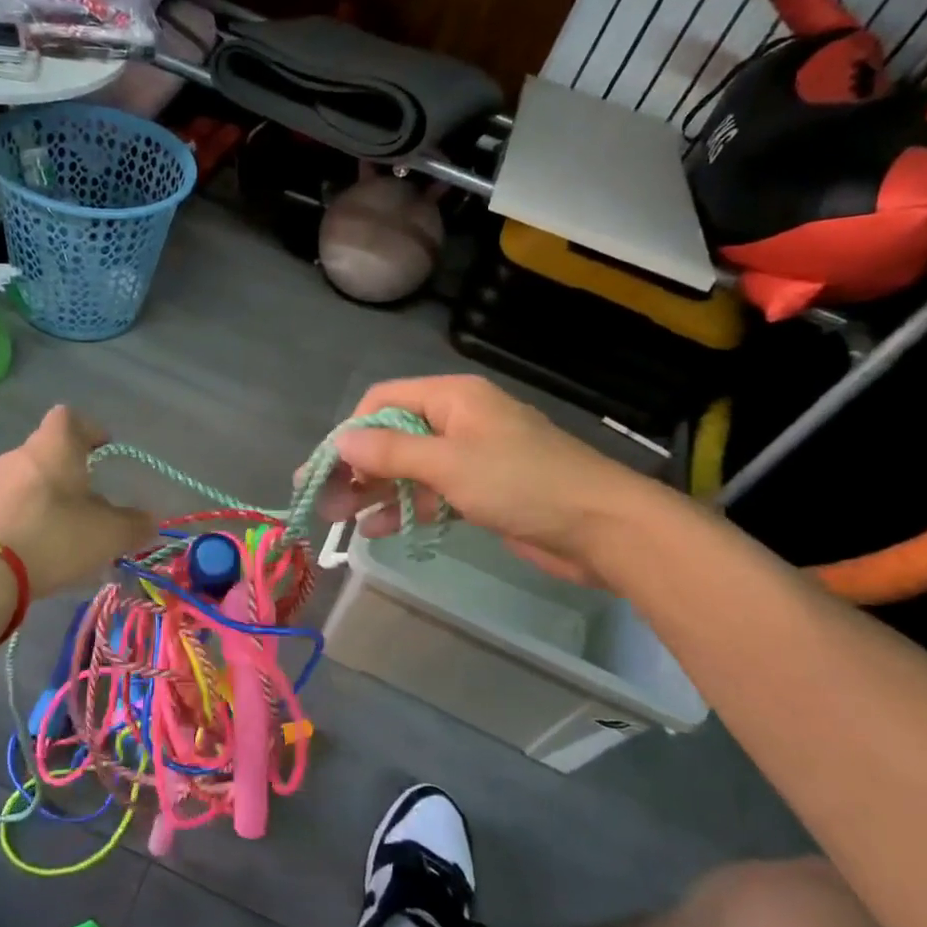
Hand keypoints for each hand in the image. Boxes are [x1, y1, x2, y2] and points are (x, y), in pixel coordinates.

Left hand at [0, 406, 153, 598]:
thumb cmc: (54, 536)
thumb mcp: (108, 534)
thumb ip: (134, 525)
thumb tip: (150, 521)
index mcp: (54, 445)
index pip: (69, 417)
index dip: (89, 429)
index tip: (104, 449)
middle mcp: (20, 455)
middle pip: (49, 451)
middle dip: (71, 472)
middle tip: (92, 500)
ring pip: (29, 480)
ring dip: (49, 498)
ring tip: (68, 531)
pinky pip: (11, 506)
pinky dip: (29, 519)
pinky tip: (41, 549)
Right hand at [320, 375, 655, 580]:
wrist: (601, 528)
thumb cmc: (523, 483)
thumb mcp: (450, 463)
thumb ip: (391, 452)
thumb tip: (339, 440)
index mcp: (452, 397)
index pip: (383, 402)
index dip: (351, 432)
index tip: (326, 468)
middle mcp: (456, 420)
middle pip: (392, 437)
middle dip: (357, 468)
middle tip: (324, 502)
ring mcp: (469, 457)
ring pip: (408, 468)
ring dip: (375, 491)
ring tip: (341, 520)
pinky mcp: (479, 490)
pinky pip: (429, 492)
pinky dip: (404, 508)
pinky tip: (377, 530)